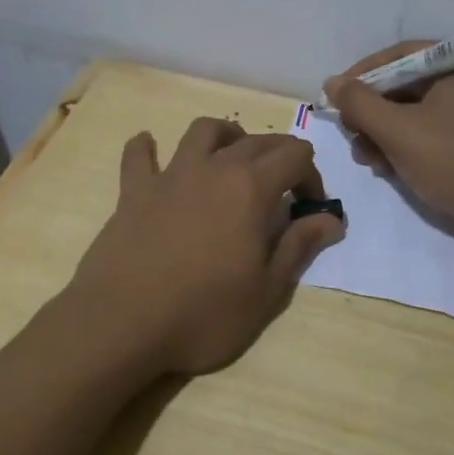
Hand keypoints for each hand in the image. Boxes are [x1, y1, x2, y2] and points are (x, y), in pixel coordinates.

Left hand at [68, 117, 344, 376]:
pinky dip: (147, 148)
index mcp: (250, 188)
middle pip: (255, 141)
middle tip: (282, 189)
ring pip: (202, 131)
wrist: (122, 323)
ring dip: (224, 136)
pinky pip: (138, 155)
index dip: (311, 175)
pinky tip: (151, 151)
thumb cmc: (204, 313)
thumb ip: (299, 246)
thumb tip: (331, 219)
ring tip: (230, 158)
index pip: (294, 155)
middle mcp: (213, 168)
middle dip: (278, 156)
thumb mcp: (266, 291)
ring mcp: (169, 175)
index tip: (309, 208)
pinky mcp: (133, 191)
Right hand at [324, 42, 453, 234]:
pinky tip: (388, 168)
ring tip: (367, 160)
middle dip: (372, 113)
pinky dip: (405, 145)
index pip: (399, 56)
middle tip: (351, 136)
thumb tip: (333, 82)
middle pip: (405, 85)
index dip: (362, 75)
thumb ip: (359, 103)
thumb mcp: (397, 130)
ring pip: (414, 112)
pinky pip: (430, 131)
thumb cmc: (452, 161)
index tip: (335, 98)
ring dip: (383, 133)